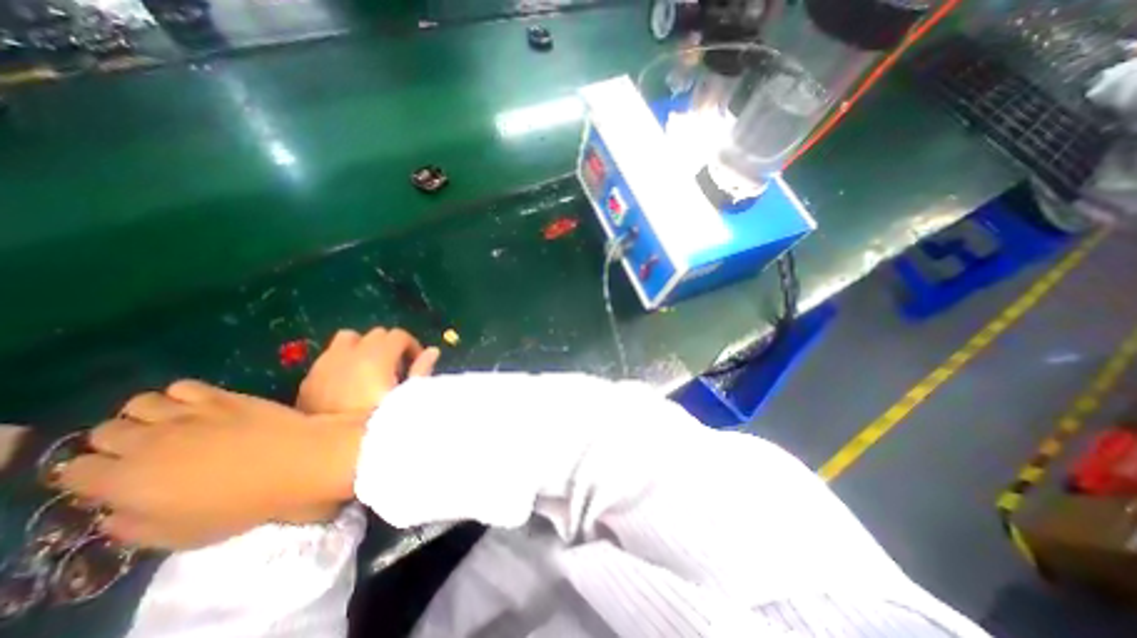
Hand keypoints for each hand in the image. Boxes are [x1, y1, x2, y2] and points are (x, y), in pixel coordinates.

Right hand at [54, 380, 363, 551]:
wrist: (300, 460)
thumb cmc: (246, 503)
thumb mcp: (180, 534)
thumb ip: (134, 525)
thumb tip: (115, 510)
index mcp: (126, 481)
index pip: (76, 471)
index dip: (95, 474)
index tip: (118, 479)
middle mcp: (147, 441)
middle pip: (105, 432)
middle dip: (118, 442)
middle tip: (148, 450)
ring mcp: (188, 413)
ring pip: (139, 403)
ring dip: (147, 414)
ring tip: (172, 425)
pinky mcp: (224, 396)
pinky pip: (185, 386)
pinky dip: (183, 394)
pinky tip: (200, 406)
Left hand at [298, 326, 438, 416]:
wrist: (329, 451)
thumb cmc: (378, 421)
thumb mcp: (407, 397)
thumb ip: (421, 370)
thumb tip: (433, 351)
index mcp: (377, 355)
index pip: (399, 335)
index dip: (412, 346)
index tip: (415, 362)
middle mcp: (351, 353)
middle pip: (376, 334)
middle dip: (390, 346)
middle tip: (396, 368)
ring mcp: (326, 363)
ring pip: (348, 338)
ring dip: (363, 347)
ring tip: (370, 369)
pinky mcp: (309, 378)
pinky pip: (329, 357)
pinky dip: (343, 361)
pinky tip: (348, 383)